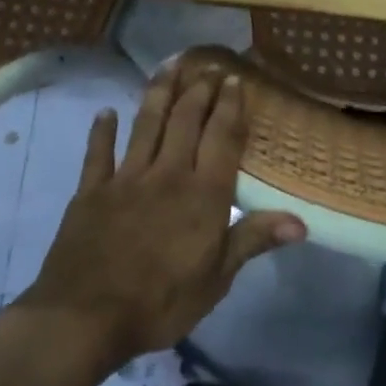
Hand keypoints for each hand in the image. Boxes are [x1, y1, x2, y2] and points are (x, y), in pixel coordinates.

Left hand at [10, 62, 305, 372]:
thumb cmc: (161, 302)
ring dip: (158, 94)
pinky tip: (105, 113)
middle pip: (185, 121)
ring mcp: (126, 180)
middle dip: (199, 90)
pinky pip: (98, 155)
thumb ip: (254, 240)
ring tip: (169, 67)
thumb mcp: (217, 278)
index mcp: (203, 194)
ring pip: (145, 126)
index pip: (222, 138)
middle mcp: (167, 175)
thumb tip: (302, 222)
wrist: (83, 319)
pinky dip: (101, 132)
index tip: (235, 79)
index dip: (230, 106)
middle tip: (207, 66)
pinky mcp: (91, 193)